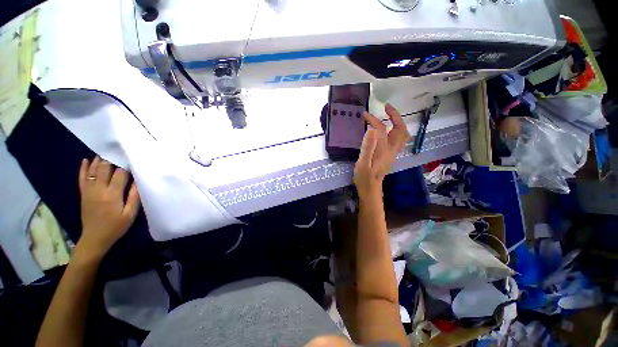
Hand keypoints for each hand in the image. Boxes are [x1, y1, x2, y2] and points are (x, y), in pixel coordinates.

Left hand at [77, 157, 139, 258]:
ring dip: (99, 160)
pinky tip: (86, 160)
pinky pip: (82, 178)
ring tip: (105, 151)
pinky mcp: (83, 194)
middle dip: (112, 159)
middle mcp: (99, 189)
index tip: (132, 157)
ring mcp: (89, 191)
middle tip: (118, 150)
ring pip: (93, 171)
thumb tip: (138, 181)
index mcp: (113, 194)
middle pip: (105, 169)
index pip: (120, 174)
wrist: (95, 238)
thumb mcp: (130, 214)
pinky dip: (83, 168)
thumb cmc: (116, 226)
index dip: (126, 165)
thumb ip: (134, 197)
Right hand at [354, 104, 409, 198]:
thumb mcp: (362, 163)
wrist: (370, 190)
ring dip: (398, 122)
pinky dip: (396, 130)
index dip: (373, 120)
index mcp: (383, 150)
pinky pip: (399, 139)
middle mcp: (392, 150)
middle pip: (400, 129)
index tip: (364, 115)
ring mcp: (393, 153)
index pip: (381, 129)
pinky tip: (388, 130)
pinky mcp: (390, 156)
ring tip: (388, 116)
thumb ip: (367, 147)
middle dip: (395, 115)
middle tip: (386, 107)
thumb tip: (371, 129)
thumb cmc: (364, 178)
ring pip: (402, 134)